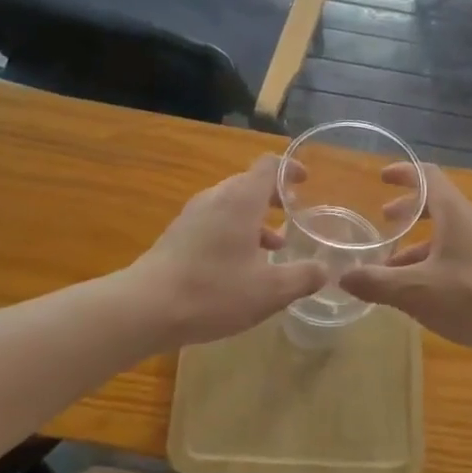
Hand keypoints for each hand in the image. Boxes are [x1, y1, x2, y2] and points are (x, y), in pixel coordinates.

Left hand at [128, 155, 327, 348]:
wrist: (145, 307)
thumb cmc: (213, 291)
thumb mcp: (269, 291)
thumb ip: (302, 277)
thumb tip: (326, 269)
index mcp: (242, 199)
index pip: (269, 165)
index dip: (290, 168)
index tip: (306, 182)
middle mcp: (217, 197)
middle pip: (250, 183)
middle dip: (275, 198)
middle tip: (294, 217)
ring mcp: (193, 214)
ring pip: (231, 204)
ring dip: (254, 219)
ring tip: (273, 248)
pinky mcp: (178, 233)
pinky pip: (214, 220)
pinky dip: (234, 231)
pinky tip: (239, 266)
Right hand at [338, 163, 471, 364]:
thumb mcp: (416, 292)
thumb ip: (377, 282)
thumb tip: (342, 277)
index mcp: (456, 213)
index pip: (427, 176)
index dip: (403, 173)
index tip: (382, 177)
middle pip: (438, 204)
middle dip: (409, 211)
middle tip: (385, 221)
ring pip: (449, 233)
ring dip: (421, 243)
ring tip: (395, 267)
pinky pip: (462, 252)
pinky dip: (438, 260)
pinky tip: (426, 291)